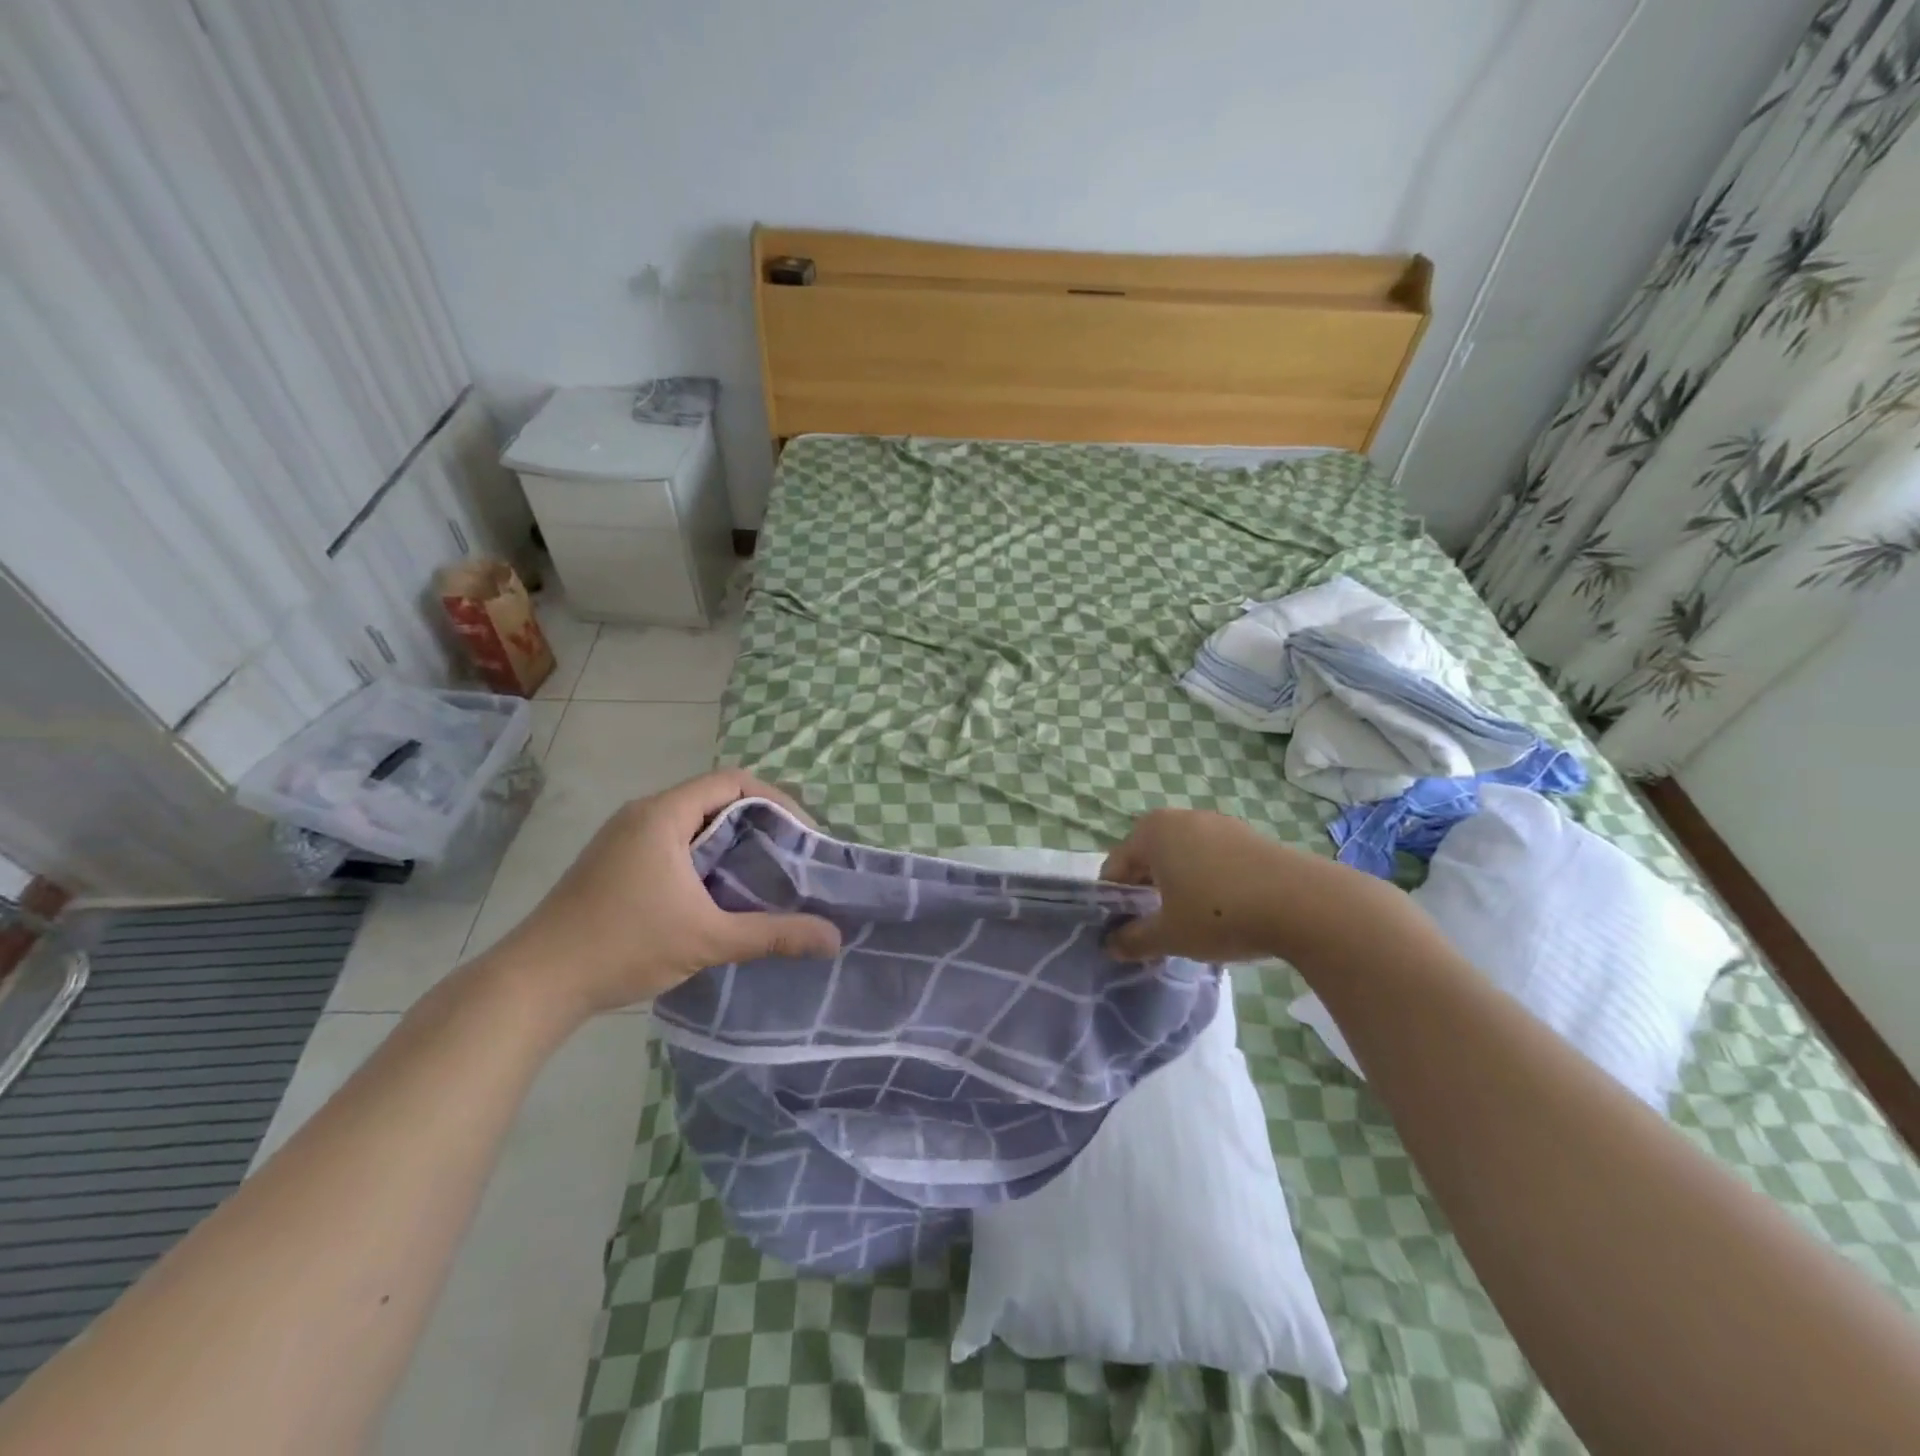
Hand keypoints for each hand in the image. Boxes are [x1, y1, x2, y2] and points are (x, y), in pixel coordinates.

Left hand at [485, 769, 841, 1020]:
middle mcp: (643, 814)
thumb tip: (833, 938)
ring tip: (764, 874)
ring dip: (731, 842)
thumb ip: (773, 934)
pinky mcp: (614, 863)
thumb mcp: (708, 939)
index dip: (777, 800)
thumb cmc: (623, 945)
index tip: (803, 834)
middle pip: (715, 799)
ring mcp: (624, 838)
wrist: (533, 983)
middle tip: (792, 856)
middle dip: (759, 823)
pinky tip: (719, 892)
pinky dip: (705, 857)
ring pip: (693, 823)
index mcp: (663, 815)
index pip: (734, 781)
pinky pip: (673, 843)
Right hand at [1101, 807, 1321, 962]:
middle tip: (1156, 929)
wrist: (1304, 904)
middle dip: (1146, 893)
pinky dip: (1206, 880)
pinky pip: (1211, 857)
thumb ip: (1133, 939)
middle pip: (1147, 859)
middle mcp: (1180, 818)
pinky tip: (1223, 910)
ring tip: (1191, 922)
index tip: (1125, 933)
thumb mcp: (1169, 935)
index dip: (1114, 904)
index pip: (1115, 868)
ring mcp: (1217, 823)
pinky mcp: (1247, 835)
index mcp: (1151, 832)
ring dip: (1176, 886)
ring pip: (1181, 857)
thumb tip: (1111, 945)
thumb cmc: (1220, 914)